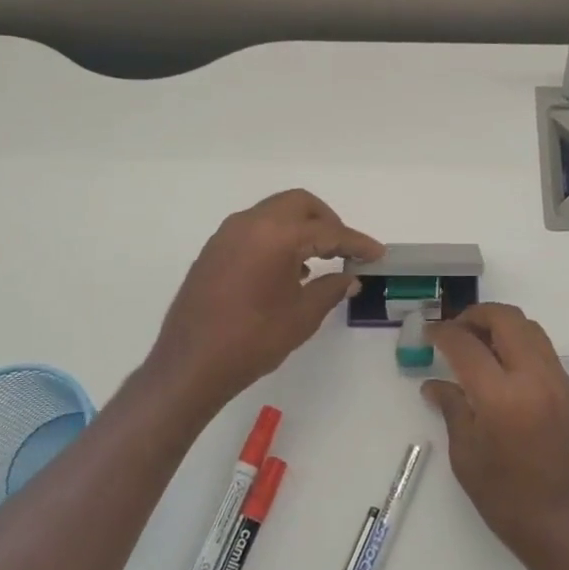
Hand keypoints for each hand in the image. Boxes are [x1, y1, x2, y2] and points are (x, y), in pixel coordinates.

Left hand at [150, 190, 381, 408]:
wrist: (191, 364)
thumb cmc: (253, 340)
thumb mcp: (302, 316)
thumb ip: (331, 289)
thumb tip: (350, 278)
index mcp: (276, 235)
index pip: (327, 231)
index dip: (356, 242)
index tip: (377, 253)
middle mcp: (250, 223)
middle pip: (300, 205)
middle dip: (328, 222)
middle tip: (346, 249)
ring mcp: (227, 234)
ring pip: (275, 213)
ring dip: (301, 227)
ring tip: (320, 260)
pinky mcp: (214, 250)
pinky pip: (255, 229)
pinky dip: (278, 237)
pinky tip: (289, 268)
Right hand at [423, 303, 568, 569]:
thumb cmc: (510, 503)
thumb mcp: (468, 459)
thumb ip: (453, 411)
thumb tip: (434, 385)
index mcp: (502, 396)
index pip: (466, 344)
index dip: (443, 332)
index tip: (429, 332)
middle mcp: (536, 378)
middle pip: (507, 319)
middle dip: (477, 315)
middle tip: (457, 331)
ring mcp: (562, 384)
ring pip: (532, 332)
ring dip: (503, 329)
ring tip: (481, 348)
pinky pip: (547, 358)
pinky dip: (523, 353)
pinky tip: (508, 380)